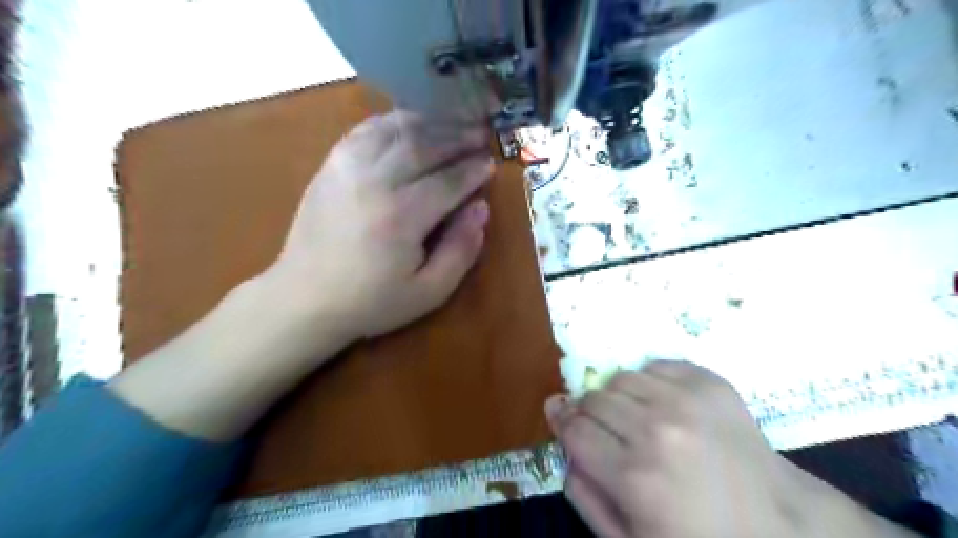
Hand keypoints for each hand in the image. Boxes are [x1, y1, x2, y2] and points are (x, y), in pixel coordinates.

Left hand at [266, 112, 497, 348]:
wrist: (304, 299)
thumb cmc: (371, 301)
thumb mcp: (429, 292)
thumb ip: (461, 249)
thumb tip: (480, 208)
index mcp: (403, 216)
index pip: (449, 180)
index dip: (474, 170)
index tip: (490, 163)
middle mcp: (376, 182)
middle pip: (426, 146)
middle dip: (458, 138)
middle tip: (480, 135)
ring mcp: (348, 168)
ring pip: (397, 130)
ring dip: (430, 123)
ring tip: (452, 124)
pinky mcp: (330, 165)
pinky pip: (366, 130)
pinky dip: (393, 121)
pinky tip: (410, 124)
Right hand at [546, 359, 920, 537]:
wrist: (781, 525)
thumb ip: (584, 495)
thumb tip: (564, 445)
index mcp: (634, 477)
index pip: (574, 428)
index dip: (563, 423)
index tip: (562, 419)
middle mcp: (656, 431)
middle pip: (594, 400)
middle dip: (589, 414)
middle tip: (606, 431)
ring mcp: (686, 402)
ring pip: (621, 377)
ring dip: (619, 397)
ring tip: (636, 418)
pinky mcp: (711, 383)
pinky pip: (656, 365)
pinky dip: (649, 381)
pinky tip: (663, 405)